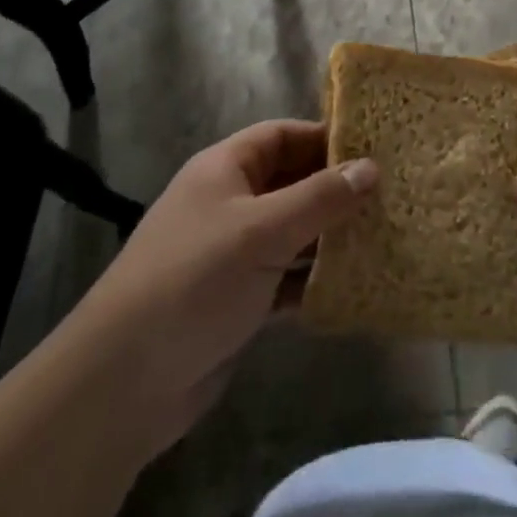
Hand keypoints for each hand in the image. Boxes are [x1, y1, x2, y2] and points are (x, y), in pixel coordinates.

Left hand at [58, 120, 377, 460]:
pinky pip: (286, 277)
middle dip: (335, 189)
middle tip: (390, 195)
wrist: (126, 380)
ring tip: (384, 236)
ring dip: (330, 236)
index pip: (282, 136)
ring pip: (292, 232)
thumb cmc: (195, 280)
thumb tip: (370, 167)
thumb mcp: (262, 230)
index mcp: (225, 169)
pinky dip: (314, 280)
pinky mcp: (238, 300)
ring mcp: (233, 253)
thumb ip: (319, 198)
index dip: (325, 138)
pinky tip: (354, 286)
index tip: (375, 148)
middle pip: (290, 182)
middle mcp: (229, 203)